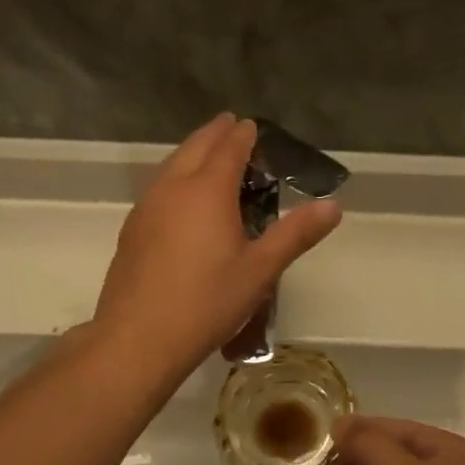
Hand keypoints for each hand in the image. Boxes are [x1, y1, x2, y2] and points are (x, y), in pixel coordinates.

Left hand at [94, 114, 340, 376]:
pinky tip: (180, 197)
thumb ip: (295, 234)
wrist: (138, 338)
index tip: (252, 126)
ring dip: (192, 152)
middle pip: (195, 147)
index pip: (229, 148)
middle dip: (215, 134)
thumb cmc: (207, 302)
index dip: (243, 135)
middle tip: (230, 126)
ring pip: (171, 165)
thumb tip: (332, 206)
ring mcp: (147, 207)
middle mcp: (173, 187)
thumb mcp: (260, 270)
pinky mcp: (132, 228)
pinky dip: (175, 176)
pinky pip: (158, 186)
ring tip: (207, 155)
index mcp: (207, 190)